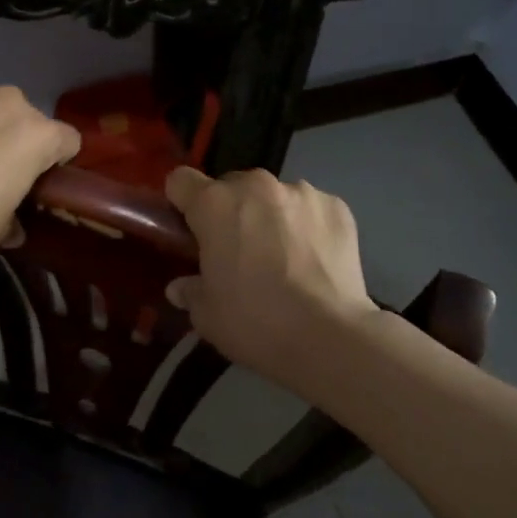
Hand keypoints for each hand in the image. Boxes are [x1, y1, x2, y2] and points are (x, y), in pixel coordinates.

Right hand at [164, 167, 380, 397]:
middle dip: (231, 212)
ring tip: (285, 258)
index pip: (181, 180)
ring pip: (274, 196)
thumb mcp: (207, 316)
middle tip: (238, 252)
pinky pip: (311, 208)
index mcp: (215, 204)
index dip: (182, 202)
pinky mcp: (336, 206)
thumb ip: (190, 291)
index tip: (190, 229)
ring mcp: (300, 192)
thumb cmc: (255, 323)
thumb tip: (181, 286)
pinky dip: (308, 226)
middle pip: (231, 186)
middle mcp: (256, 186)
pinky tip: (315, 260)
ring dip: (271, 216)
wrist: (330, 337)